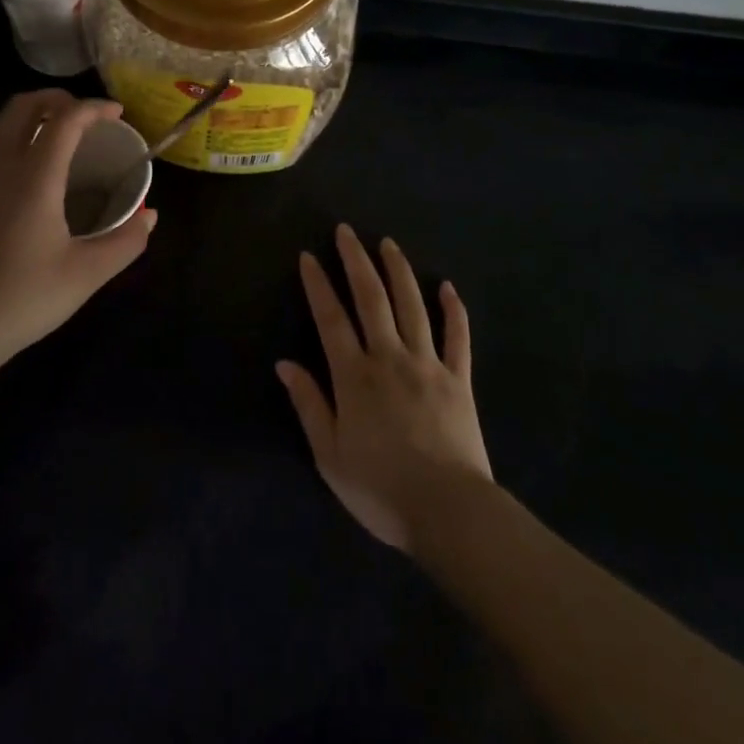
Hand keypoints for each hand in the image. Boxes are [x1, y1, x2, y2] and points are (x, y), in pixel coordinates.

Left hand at [0, 91, 155, 368]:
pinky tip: (31, 179)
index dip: (94, 107)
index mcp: (34, 177)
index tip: (117, 114)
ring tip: (63, 143)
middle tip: (87, 117)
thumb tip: (150, 216)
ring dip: (35, 120)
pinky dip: (16, 144)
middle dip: (58, 99)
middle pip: (24, 106)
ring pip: (2, 127)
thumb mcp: (86, 275)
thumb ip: (126, 242)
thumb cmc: (23, 298)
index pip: (65, 119)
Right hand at [277, 224, 491, 552]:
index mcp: (355, 376)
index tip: (309, 256)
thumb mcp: (330, 455)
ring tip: (387, 243)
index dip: (318, 285)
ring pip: (412, 306)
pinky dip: (454, 309)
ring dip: (398, 271)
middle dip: (356, 261)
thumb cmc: (381, 489)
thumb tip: (284, 363)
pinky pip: (458, 337)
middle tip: (346, 231)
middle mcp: (390, 358)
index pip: (331, 319)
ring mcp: (428, 364)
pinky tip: (448, 286)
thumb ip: (309, 405)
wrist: (449, 512)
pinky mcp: (460, 379)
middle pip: (371, 299)